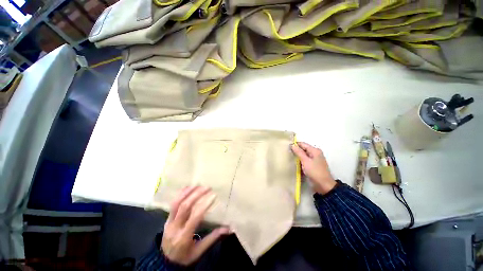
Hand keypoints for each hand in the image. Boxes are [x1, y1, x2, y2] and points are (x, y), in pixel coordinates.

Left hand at [161, 186, 229, 265]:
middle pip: (185, 207)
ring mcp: (168, 222)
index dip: (205, 205)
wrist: (165, 263)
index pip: (195, 217)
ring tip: (198, 184)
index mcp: (184, 237)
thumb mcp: (199, 251)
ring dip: (187, 192)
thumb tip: (228, 228)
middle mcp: (175, 227)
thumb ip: (213, 238)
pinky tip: (187, 187)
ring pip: (176, 203)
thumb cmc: (185, 257)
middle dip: (197, 194)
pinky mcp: (166, 219)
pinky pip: (172, 204)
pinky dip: (180, 194)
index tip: (213, 195)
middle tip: (207, 187)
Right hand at [291, 142, 336, 194]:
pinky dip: (300, 160)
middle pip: (303, 149)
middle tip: (287, 152)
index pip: (303, 144)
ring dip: (297, 156)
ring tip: (289, 156)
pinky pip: (305, 160)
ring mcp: (314, 159)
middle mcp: (315, 153)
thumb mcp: (305, 161)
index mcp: (315, 150)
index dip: (295, 144)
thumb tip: (293, 145)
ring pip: (304, 155)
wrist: (323, 185)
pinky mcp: (313, 165)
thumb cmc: (315, 171)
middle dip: (296, 150)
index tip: (287, 146)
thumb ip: (299, 152)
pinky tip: (294, 162)